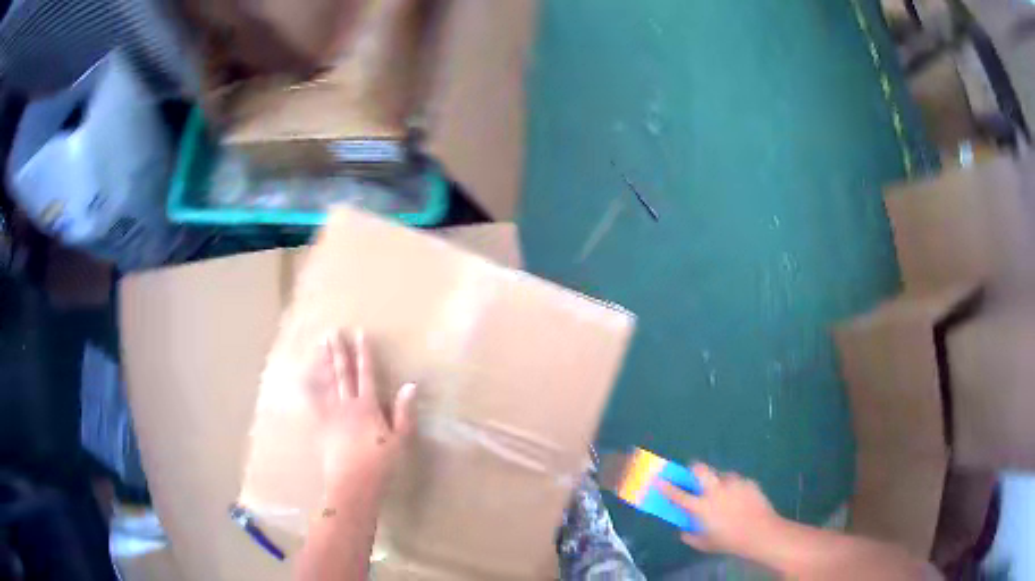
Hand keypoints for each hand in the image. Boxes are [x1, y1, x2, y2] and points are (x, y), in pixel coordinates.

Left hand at [306, 328, 416, 488]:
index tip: (359, 333)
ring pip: (326, 382)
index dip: (363, 353)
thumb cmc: (380, 464)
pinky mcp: (321, 426)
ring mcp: (331, 414)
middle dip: (338, 351)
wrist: (352, 484)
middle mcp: (347, 405)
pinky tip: (304, 378)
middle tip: (333, 332)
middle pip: (342, 373)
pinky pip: (313, 402)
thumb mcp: (400, 439)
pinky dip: (309, 388)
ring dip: (323, 362)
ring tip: (320, 345)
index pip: (366, 373)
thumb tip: (410, 385)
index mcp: (367, 406)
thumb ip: (404, 412)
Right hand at [662, 463, 784, 555]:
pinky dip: (733, 487)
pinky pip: (736, 481)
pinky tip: (738, 498)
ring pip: (720, 474)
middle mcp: (715, 491)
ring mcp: (733, 483)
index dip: (666, 485)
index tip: (659, 479)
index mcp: (701, 507)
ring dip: (717, 481)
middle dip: (693, 469)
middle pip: (699, 469)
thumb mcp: (704, 544)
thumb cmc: (729, 541)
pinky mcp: (748, 481)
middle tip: (693, 477)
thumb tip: (684, 529)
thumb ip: (690, 535)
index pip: (677, 494)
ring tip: (722, 493)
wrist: (760, 532)